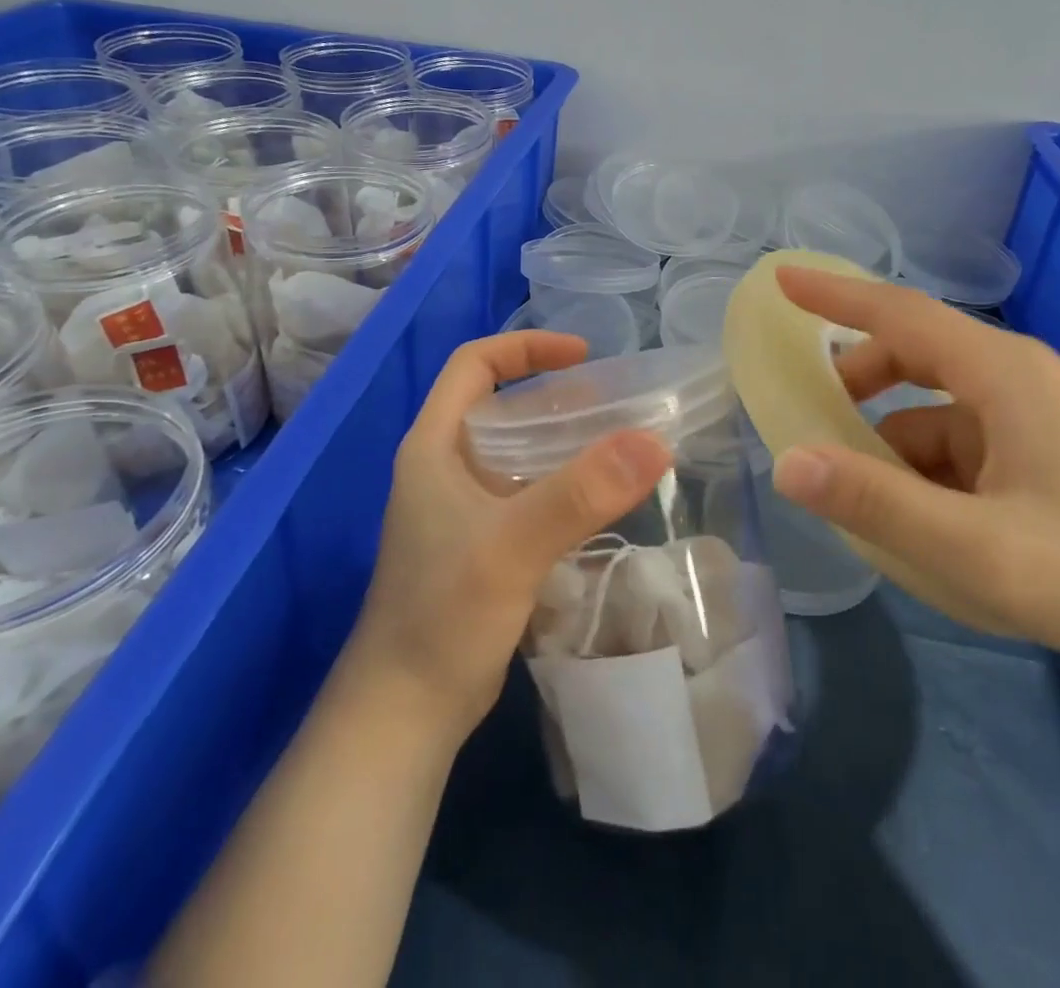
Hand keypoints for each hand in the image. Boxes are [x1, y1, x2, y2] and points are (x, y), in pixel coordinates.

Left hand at [345, 331, 671, 739]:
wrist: (405, 713)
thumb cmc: (444, 616)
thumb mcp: (513, 546)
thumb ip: (581, 493)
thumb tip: (654, 441)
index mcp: (434, 447)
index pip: (473, 364)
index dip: (526, 347)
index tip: (583, 354)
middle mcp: (445, 468)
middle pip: (501, 405)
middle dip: (555, 395)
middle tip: (615, 402)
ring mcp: (462, 509)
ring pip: (517, 451)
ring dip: (564, 441)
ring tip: (620, 443)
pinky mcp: (481, 544)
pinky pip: (527, 493)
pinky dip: (563, 484)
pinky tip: (601, 499)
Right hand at [769, 267, 1059, 688]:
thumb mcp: (976, 551)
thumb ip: (876, 504)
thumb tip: (786, 462)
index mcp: (1000, 374)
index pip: (898, 313)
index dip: (834, 296)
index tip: (782, 281)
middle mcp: (1017, 379)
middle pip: (913, 357)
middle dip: (857, 384)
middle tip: (813, 423)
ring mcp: (1037, 417)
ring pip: (936, 410)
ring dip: (893, 444)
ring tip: (867, 500)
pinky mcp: (1049, 454)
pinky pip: (965, 444)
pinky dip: (929, 471)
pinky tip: (925, 524)